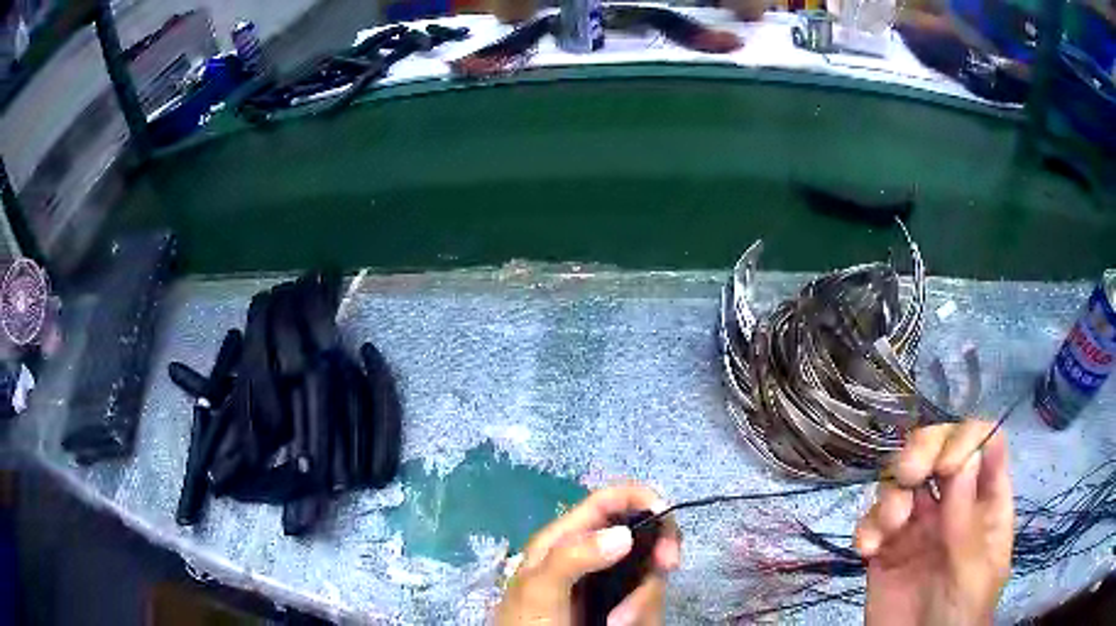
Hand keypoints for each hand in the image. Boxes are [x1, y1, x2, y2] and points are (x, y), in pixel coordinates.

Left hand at [495, 485, 681, 625]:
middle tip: (667, 565)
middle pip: (643, 533)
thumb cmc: (529, 624)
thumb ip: (573, 557)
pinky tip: (619, 625)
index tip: (663, 515)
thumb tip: (624, 534)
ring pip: (650, 572)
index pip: (608, 501)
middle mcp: (592, 555)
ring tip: (616, 623)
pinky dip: (643, 612)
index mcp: (566, 539)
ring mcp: (609, 582)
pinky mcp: (621, 605)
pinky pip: (648, 599)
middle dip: (658, 550)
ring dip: (644, 598)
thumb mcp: (540, 590)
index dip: (640, 496)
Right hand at [856, 421, 1013, 625]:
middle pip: (940, 449)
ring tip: (889, 529)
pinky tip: (867, 550)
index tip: (946, 465)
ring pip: (902, 480)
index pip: (984, 444)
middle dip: (922, 451)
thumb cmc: (960, 616)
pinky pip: (872, 522)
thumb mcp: (973, 575)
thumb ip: (969, 523)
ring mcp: (918, 527)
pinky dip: (866, 527)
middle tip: (909, 474)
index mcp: (985, 503)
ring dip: (892, 493)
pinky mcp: (885, 550)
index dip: (967, 440)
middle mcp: (953, 505)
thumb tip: (966, 457)